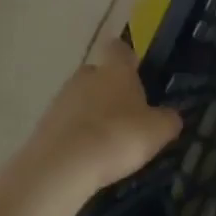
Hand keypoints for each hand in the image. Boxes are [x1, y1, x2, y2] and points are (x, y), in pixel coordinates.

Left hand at [25, 38, 182, 195]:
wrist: (63, 166)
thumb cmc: (119, 137)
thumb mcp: (159, 131)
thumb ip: (168, 119)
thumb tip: (171, 116)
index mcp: (116, 71)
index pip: (120, 49)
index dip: (127, 57)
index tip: (136, 71)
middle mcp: (85, 77)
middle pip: (97, 74)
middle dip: (109, 88)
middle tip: (125, 112)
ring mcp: (60, 100)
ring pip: (80, 99)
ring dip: (91, 113)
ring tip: (107, 140)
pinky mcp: (44, 126)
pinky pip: (66, 123)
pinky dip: (76, 135)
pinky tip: (88, 155)